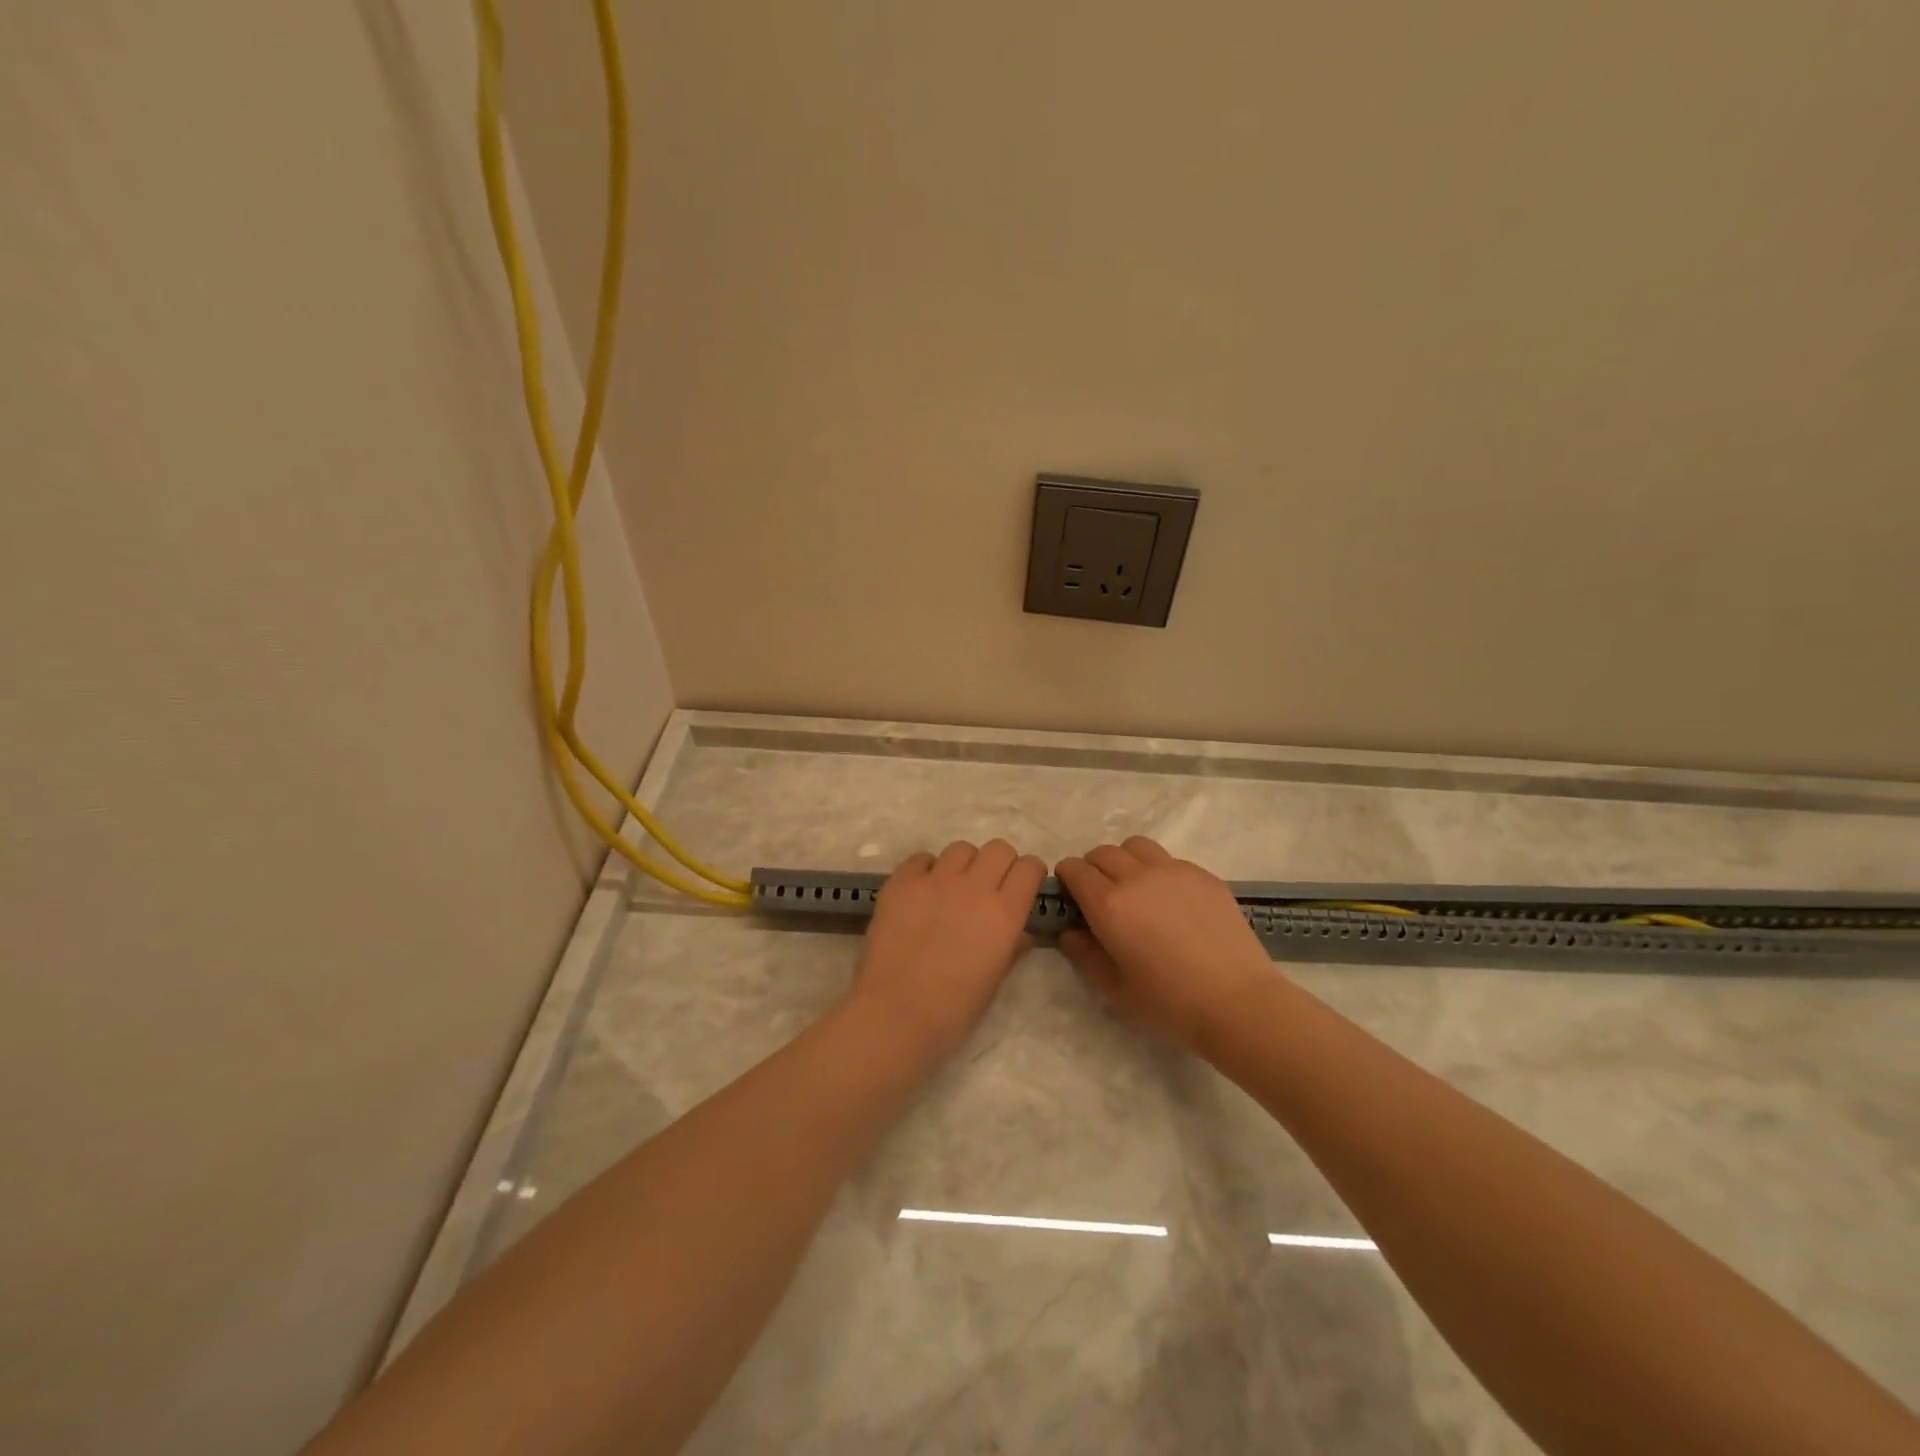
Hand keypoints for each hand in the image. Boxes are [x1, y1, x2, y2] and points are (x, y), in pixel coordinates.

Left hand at [848, 840, 1047, 1062]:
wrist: (896, 1014)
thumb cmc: (953, 1010)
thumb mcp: (995, 982)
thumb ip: (1011, 948)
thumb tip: (1020, 934)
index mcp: (1004, 913)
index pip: (1030, 867)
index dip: (1029, 874)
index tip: (1022, 888)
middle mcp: (974, 887)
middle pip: (998, 848)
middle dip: (1000, 864)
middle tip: (989, 887)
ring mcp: (935, 880)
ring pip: (961, 848)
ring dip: (964, 864)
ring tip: (953, 888)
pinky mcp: (902, 882)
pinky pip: (921, 859)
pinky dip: (926, 870)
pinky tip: (922, 892)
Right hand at [1055, 837, 1280, 1054]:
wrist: (1238, 1002)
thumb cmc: (1169, 1003)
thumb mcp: (1114, 989)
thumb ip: (1084, 955)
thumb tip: (1070, 932)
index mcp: (1109, 904)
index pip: (1075, 869)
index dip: (1067, 878)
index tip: (1071, 896)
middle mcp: (1137, 877)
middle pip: (1103, 852)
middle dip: (1093, 868)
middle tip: (1101, 896)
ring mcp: (1174, 871)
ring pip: (1136, 846)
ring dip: (1125, 860)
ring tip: (1135, 888)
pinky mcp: (1203, 875)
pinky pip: (1169, 859)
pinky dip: (1158, 871)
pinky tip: (1171, 902)